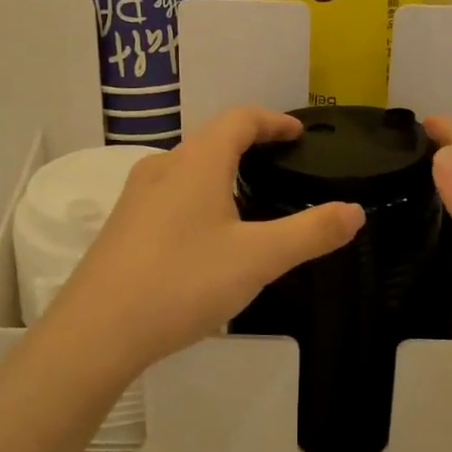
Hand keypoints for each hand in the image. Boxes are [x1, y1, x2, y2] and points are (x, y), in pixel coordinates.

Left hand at [45, 108, 364, 377]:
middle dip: (249, 144)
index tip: (297, 134)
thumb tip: (355, 211)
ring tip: (249, 198)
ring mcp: (136, 197)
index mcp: (198, 162)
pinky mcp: (122, 226)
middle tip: (281, 165)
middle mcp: (163, 167)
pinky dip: (199, 196)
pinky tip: (206, 235)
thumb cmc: (182, 282)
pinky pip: (170, 195)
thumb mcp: (259, 259)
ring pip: (188, 168)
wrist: (96, 332)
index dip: (273, 120)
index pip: (239, 119)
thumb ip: (311, 233)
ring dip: (221, 171)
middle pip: (212, 140)